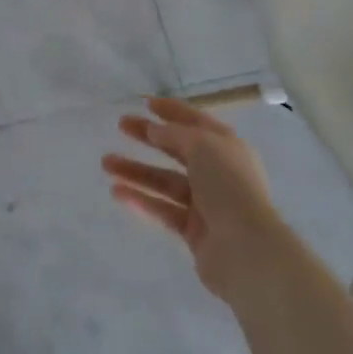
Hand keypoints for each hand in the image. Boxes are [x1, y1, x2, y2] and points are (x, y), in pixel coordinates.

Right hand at [103, 97, 292, 307]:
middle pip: (177, 149)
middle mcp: (217, 171)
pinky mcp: (194, 231)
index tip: (146, 103)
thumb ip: (175, 135)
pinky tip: (117, 192)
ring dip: (137, 171)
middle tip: (121, 126)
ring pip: (165, 181)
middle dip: (148, 137)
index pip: (196, 121)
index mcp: (226, 146)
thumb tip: (155, 131)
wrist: (246, 249)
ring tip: (106, 163)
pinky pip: (163, 209)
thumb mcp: (202, 146)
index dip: (172, 111)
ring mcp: (206, 203)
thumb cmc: (228, 185)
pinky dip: (142, 200)